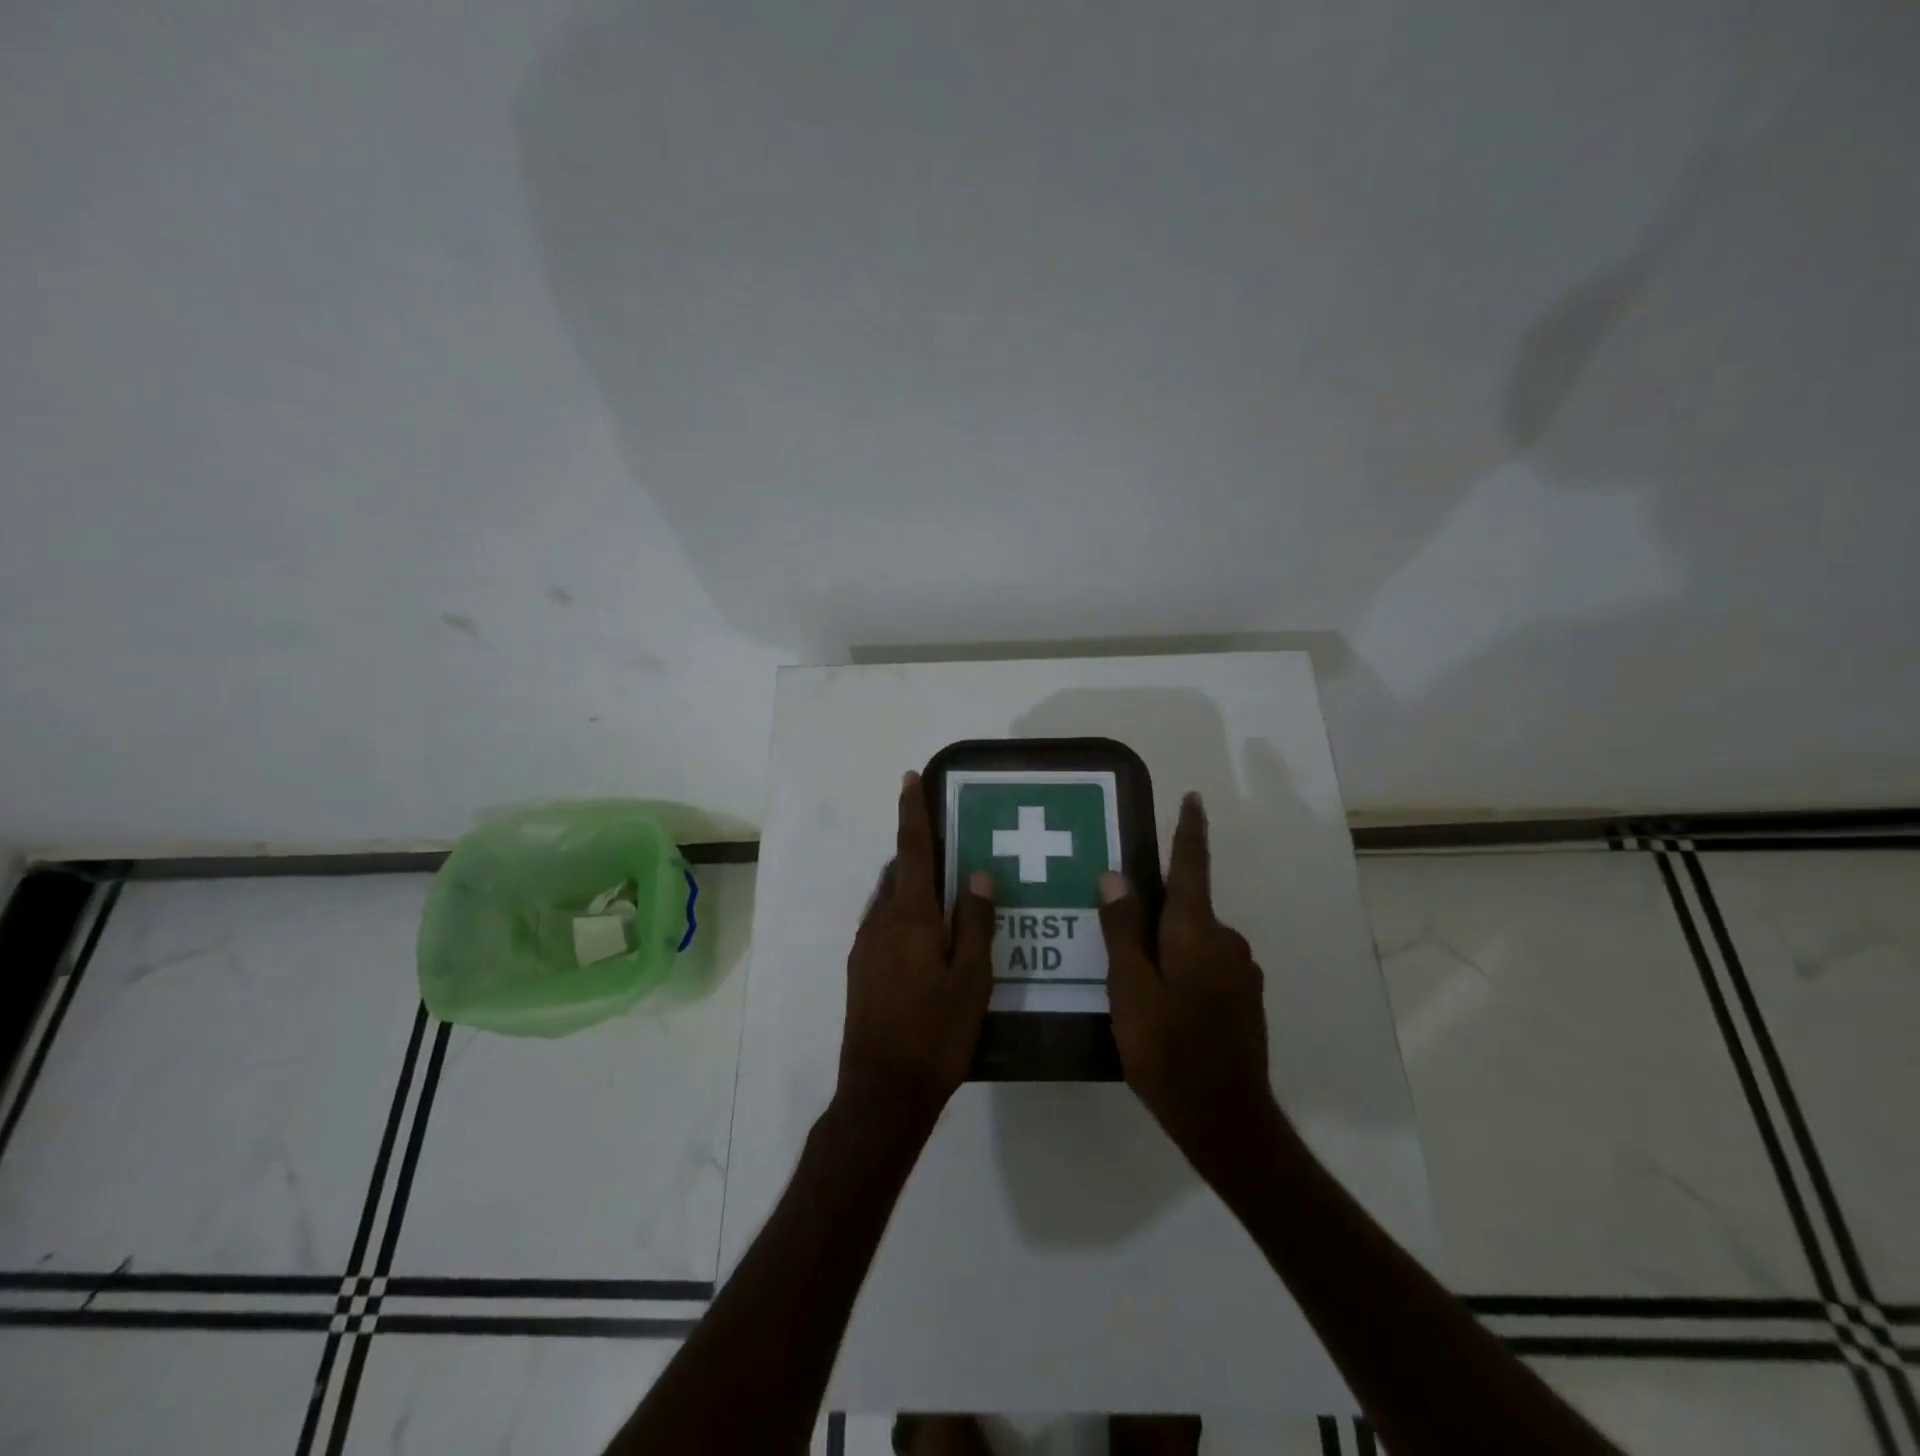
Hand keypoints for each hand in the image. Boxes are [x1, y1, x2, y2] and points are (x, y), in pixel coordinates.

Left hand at [838, 772, 995, 1124]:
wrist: (882, 1091)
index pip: (912, 850)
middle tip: (951, 849)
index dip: (912, 812)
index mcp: (910, 916)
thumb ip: (974, 921)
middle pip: (899, 872)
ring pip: (890, 899)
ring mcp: (865, 946)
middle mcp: (880, 921)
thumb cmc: (937, 1032)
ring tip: (945, 896)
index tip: (909, 779)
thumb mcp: (972, 977)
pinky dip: (904, 915)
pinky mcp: (860, 970)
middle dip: (919, 853)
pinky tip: (927, 941)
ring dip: (912, 886)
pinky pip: (883, 924)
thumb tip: (976, 873)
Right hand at [1099, 793, 1281, 1179]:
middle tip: (1118, 925)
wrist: (1227, 1119)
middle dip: (1155, 908)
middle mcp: (1226, 942)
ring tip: (1132, 972)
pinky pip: (1206, 964)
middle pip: (1187, 907)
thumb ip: (1122, 931)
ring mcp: (1240, 972)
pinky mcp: (1244, 1000)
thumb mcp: (1129, 989)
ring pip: (1194, 940)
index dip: (1190, 832)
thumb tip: (1115, 877)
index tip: (1193, 799)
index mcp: (1196, 932)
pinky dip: (1182, 966)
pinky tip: (1161, 1000)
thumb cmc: (1168, 1050)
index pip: (1191, 867)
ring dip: (1167, 943)